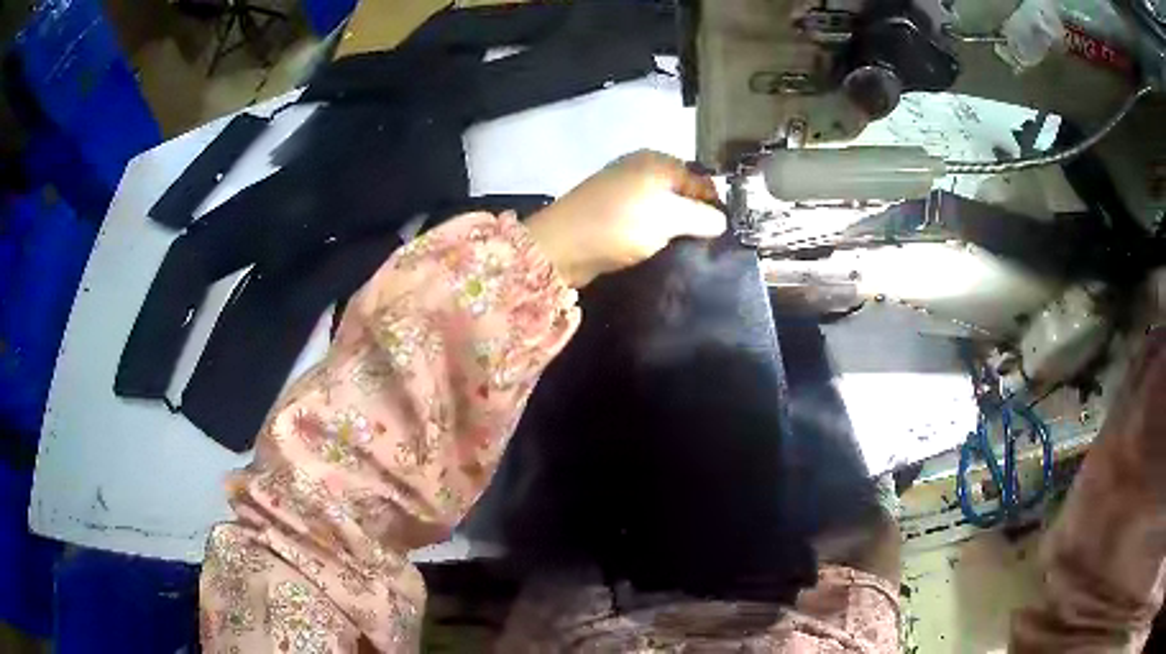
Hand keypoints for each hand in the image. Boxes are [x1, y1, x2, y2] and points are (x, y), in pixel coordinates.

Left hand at [526, 150, 726, 286]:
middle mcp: (640, 168)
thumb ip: (701, 217)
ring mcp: (622, 189)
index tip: (725, 233)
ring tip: (686, 249)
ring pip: (662, 206)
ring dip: (675, 227)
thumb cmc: (619, 224)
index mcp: (657, 161)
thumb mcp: (669, 218)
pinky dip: (654, 231)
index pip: (700, 179)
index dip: (715, 204)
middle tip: (708, 244)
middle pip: (681, 191)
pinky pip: (643, 218)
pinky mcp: (609, 211)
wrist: (561, 246)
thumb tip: (721, 221)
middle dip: (695, 216)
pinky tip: (660, 248)